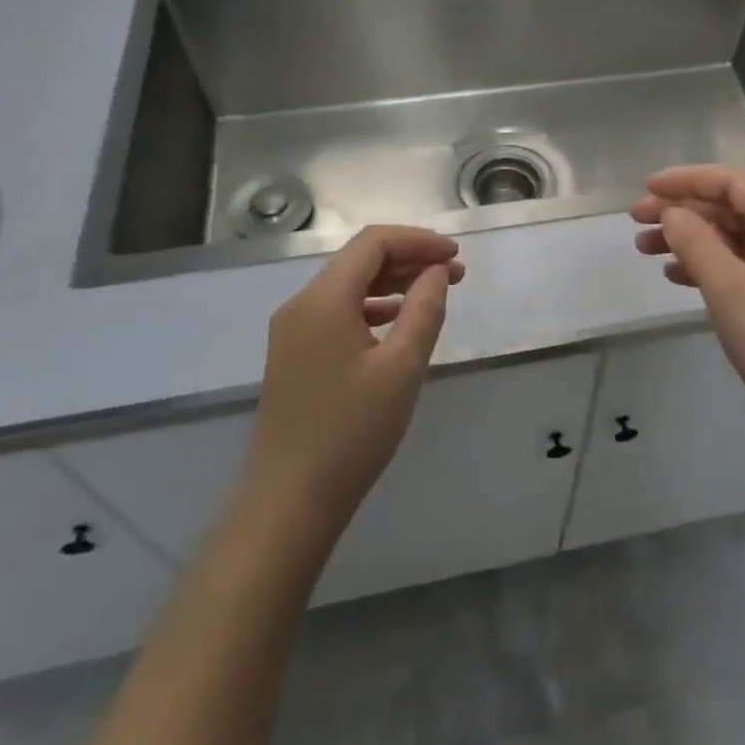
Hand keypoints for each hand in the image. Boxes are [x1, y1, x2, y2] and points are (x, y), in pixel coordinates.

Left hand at [240, 226, 463, 551]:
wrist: (288, 504)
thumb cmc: (351, 433)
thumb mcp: (402, 367)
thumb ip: (424, 309)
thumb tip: (438, 271)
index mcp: (323, 299)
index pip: (374, 243)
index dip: (418, 241)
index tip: (456, 256)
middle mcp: (301, 304)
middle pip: (360, 260)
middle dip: (410, 259)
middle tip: (456, 275)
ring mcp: (293, 331)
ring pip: (349, 286)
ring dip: (393, 282)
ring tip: (435, 293)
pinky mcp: (294, 355)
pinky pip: (337, 312)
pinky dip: (373, 307)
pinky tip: (399, 322)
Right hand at [632, 166, 744, 444]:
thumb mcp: (729, 287)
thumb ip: (696, 242)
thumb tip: (672, 212)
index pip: (732, 183)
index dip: (688, 179)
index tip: (647, 187)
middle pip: (729, 209)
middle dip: (682, 209)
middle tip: (636, 220)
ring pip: (729, 239)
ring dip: (688, 238)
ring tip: (644, 249)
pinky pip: (736, 268)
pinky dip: (704, 266)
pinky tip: (675, 276)